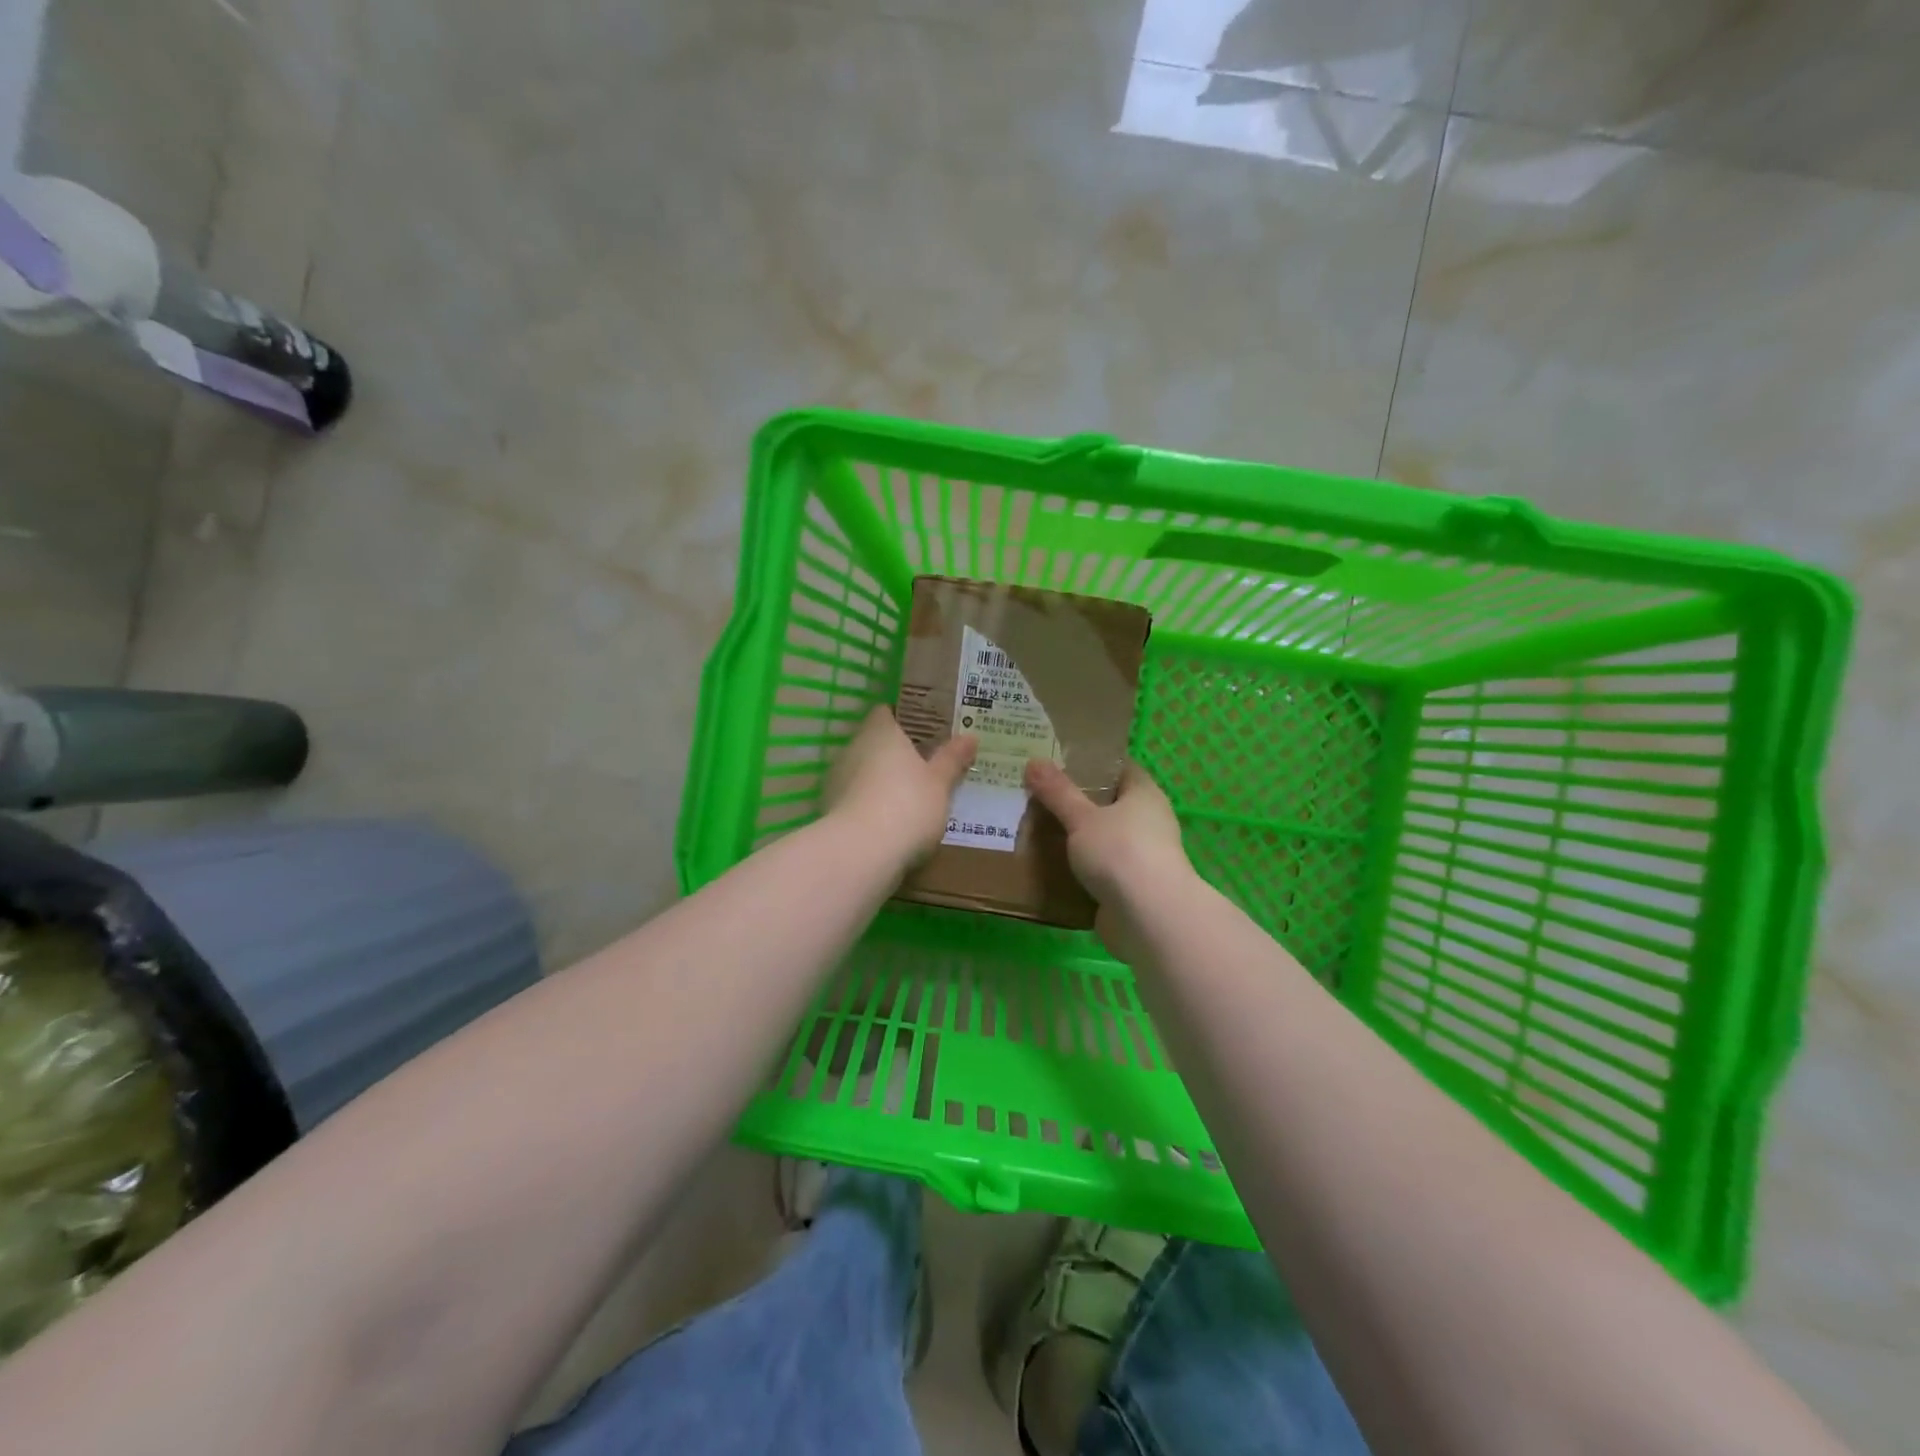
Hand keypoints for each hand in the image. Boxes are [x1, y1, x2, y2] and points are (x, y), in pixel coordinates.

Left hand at [825, 706, 976, 862]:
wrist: (861, 852)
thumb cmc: (908, 805)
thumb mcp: (939, 783)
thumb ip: (952, 759)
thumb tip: (970, 736)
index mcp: (881, 732)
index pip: (886, 712)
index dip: (903, 718)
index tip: (924, 730)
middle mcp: (854, 748)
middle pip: (875, 742)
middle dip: (895, 753)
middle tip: (925, 765)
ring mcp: (837, 779)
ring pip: (863, 771)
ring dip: (881, 780)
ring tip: (909, 797)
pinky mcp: (830, 809)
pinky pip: (855, 797)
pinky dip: (870, 804)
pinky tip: (889, 821)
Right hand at [1025, 760, 1195, 951]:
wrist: (1149, 918)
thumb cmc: (1120, 852)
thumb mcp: (1082, 817)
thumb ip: (1057, 791)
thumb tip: (1033, 761)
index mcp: (1144, 794)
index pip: (1118, 768)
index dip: (1089, 763)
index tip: (1055, 761)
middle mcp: (1147, 822)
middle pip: (1107, 804)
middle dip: (1074, 802)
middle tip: (1036, 795)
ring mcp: (1140, 857)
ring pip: (1101, 839)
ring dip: (1074, 838)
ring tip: (1035, 829)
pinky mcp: (1130, 888)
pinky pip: (1098, 870)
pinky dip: (1077, 869)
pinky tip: (1048, 867)